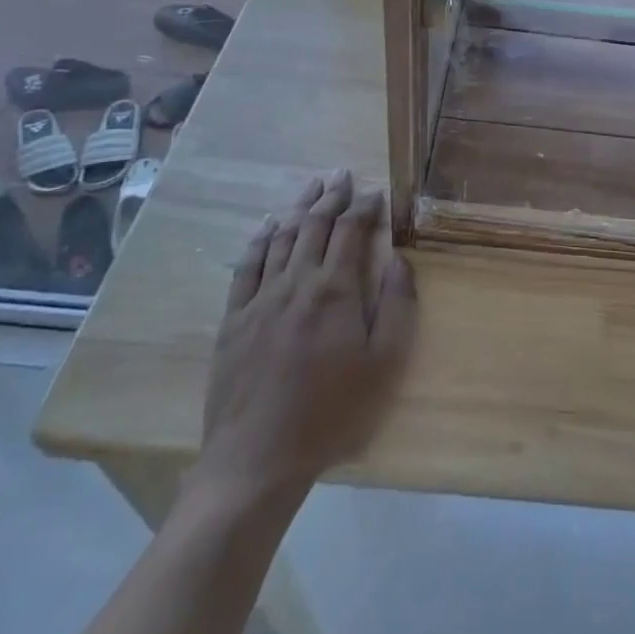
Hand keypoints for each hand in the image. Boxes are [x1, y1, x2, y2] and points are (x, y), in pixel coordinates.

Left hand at [190, 171, 415, 504]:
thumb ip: (396, 307)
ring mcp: (260, 298)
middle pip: (314, 225)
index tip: (377, 192)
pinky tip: (268, 225)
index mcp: (334, 290)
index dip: (365, 207)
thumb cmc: (330, 413)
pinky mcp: (234, 318)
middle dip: (332, 196)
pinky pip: (247, 266)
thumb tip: (400, 261)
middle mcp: (296, 282)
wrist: (257, 458)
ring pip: (281, 238)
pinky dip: (260, 239)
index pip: (351, 232)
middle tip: (342, 174)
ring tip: (313, 186)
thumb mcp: (382, 365)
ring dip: (299, 207)